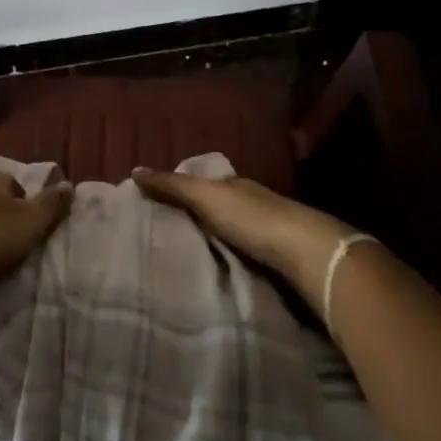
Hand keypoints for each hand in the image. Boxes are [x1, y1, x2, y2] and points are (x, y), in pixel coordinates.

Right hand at [131, 168, 360, 314]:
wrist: (305, 253)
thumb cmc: (252, 218)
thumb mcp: (205, 196)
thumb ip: (172, 186)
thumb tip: (135, 169)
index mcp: (236, 185)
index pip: (204, 183)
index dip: (181, 191)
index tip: (156, 206)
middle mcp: (252, 203)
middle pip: (219, 208)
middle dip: (196, 218)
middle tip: (164, 236)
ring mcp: (268, 232)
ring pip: (232, 233)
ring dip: (213, 241)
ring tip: (183, 257)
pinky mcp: (278, 260)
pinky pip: (244, 256)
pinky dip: (229, 259)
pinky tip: (216, 271)